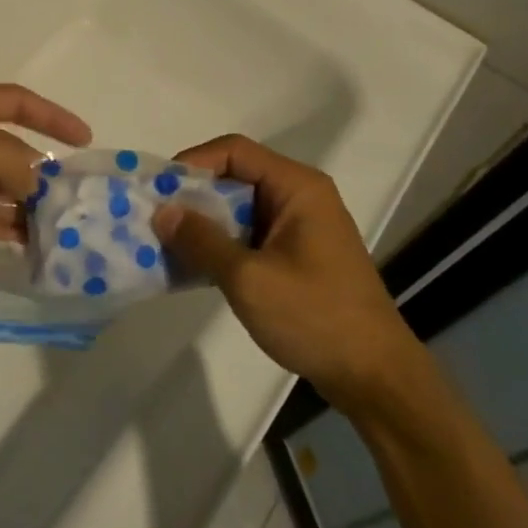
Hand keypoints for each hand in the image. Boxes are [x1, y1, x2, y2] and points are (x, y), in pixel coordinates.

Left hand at [0, 81, 90, 290]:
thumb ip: (6, 157)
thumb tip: (37, 179)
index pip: (12, 100)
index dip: (50, 115)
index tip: (84, 140)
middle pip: (5, 146)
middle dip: (39, 168)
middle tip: (75, 196)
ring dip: (24, 201)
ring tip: (60, 225)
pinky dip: (2, 224)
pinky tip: (30, 242)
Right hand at [152, 135, 413, 403]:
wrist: (374, 376)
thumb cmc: (315, 317)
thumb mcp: (249, 278)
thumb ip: (202, 240)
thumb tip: (162, 211)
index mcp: (297, 187)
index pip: (234, 151)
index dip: (192, 163)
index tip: (158, 191)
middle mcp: (300, 197)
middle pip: (235, 177)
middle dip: (192, 197)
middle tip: (153, 220)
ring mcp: (299, 228)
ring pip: (239, 209)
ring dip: (203, 225)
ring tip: (164, 245)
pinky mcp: (296, 256)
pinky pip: (249, 236)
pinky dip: (220, 245)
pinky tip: (193, 267)